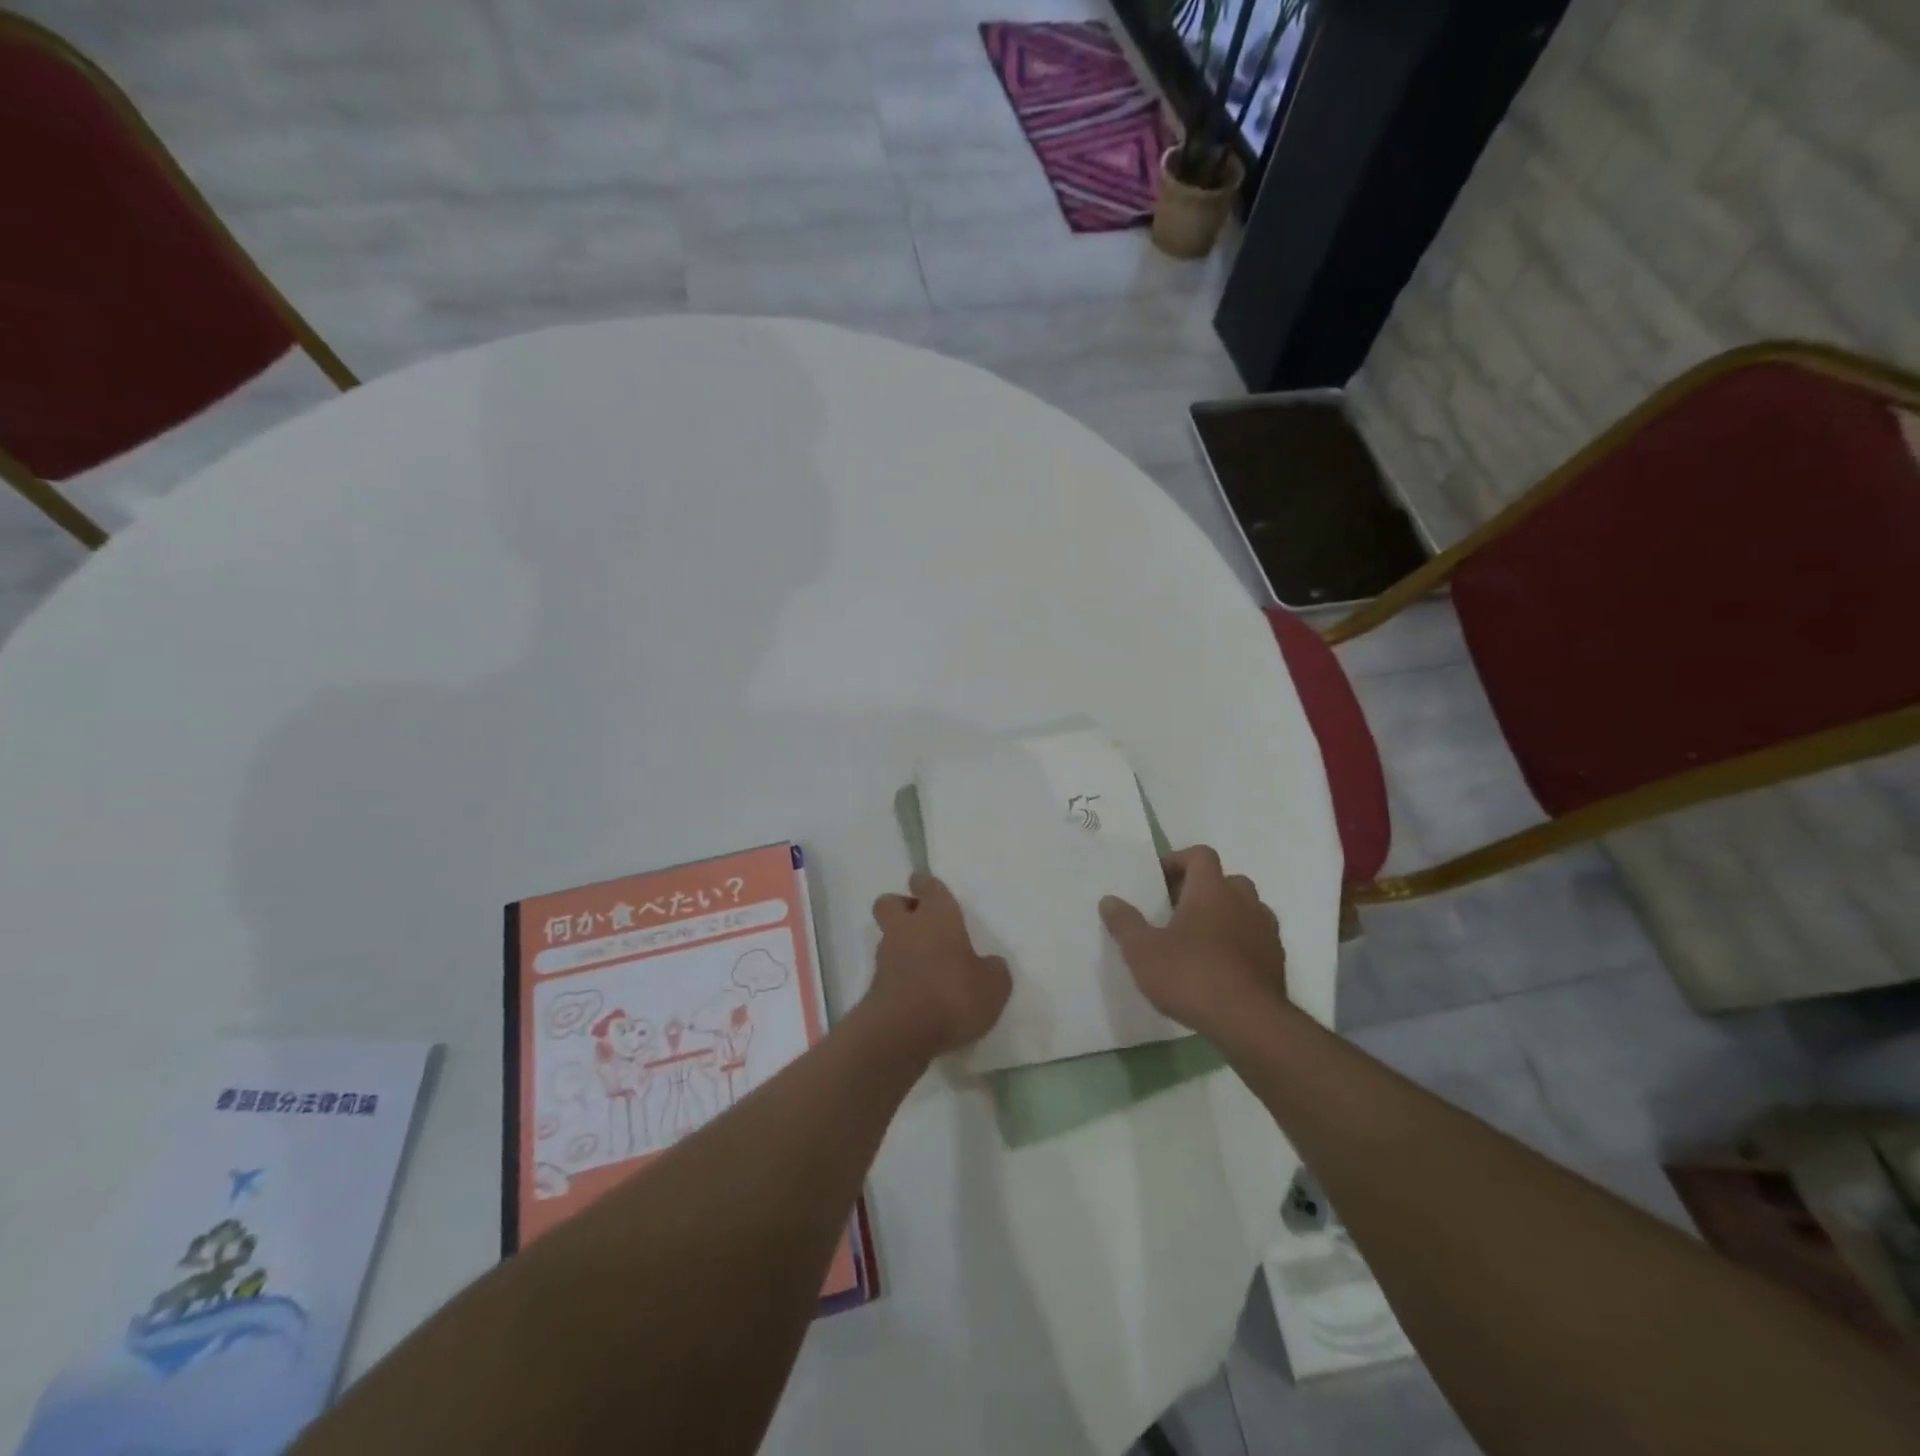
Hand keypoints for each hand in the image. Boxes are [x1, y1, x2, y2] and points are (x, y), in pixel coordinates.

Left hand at [869, 873, 1011, 1057]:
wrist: (902, 1033)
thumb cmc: (953, 995)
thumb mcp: (993, 986)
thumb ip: (993, 971)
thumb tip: (990, 965)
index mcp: (937, 915)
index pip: (927, 886)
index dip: (926, 885)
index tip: (926, 886)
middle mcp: (907, 928)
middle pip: (890, 903)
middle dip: (902, 907)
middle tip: (922, 923)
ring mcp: (886, 957)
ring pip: (888, 937)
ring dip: (902, 945)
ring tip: (927, 967)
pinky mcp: (875, 987)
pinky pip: (889, 971)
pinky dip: (900, 976)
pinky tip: (920, 995)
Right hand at [1098, 845, 1286, 1035]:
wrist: (1249, 1023)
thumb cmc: (1190, 976)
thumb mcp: (1142, 952)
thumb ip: (1125, 923)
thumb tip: (1109, 900)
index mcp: (1211, 890)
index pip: (1200, 855)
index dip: (1179, 861)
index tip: (1160, 882)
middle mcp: (1243, 901)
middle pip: (1226, 880)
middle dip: (1204, 890)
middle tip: (1178, 911)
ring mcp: (1265, 930)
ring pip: (1246, 908)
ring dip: (1226, 915)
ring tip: (1200, 941)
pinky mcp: (1277, 960)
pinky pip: (1257, 938)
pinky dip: (1241, 942)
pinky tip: (1221, 968)